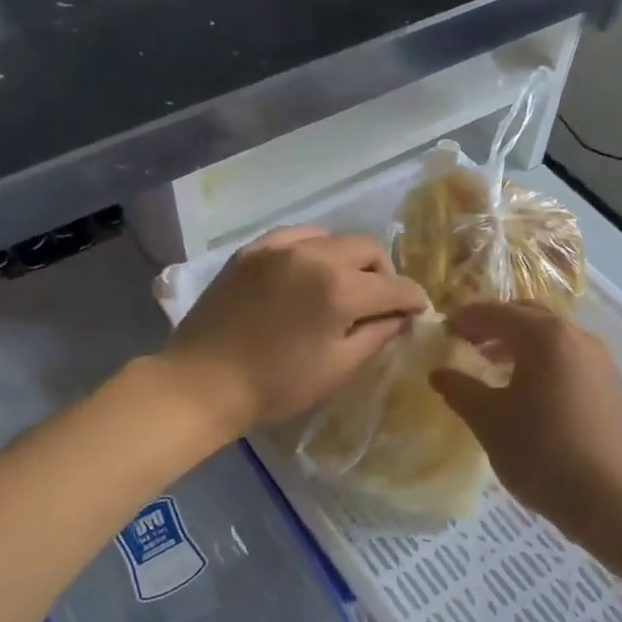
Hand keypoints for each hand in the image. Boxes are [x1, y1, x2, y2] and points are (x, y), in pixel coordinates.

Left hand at [158, 226, 427, 438]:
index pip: (394, 286)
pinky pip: (297, 237)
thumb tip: (402, 316)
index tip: (417, 312)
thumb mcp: (338, 368)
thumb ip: (377, 335)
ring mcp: (279, 247)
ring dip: (350, 260)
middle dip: (384, 274)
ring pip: (334, 238)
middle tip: (380, 303)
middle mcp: (314, 255)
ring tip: (343, 287)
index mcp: (340, 289)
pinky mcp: (252, 250)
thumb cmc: (277, 385)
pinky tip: (308, 272)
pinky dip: (314, 250)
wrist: (204, 382)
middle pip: (368, 249)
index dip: (413, 300)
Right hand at [430, 301, 621, 539]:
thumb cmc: (541, 452)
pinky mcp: (609, 384)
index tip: (443, 330)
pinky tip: (527, 390)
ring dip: (519, 343)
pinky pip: (568, 357)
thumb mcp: (488, 420)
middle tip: (467, 342)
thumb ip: (460, 389)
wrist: (610, 499)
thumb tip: (438, 372)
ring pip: (551, 337)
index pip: (496, 313)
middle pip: (527, 316)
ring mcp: (599, 360)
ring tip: (493, 366)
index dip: (466, 319)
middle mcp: (576, 337)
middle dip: (494, 324)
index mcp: (544, 337)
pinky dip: (542, 360)